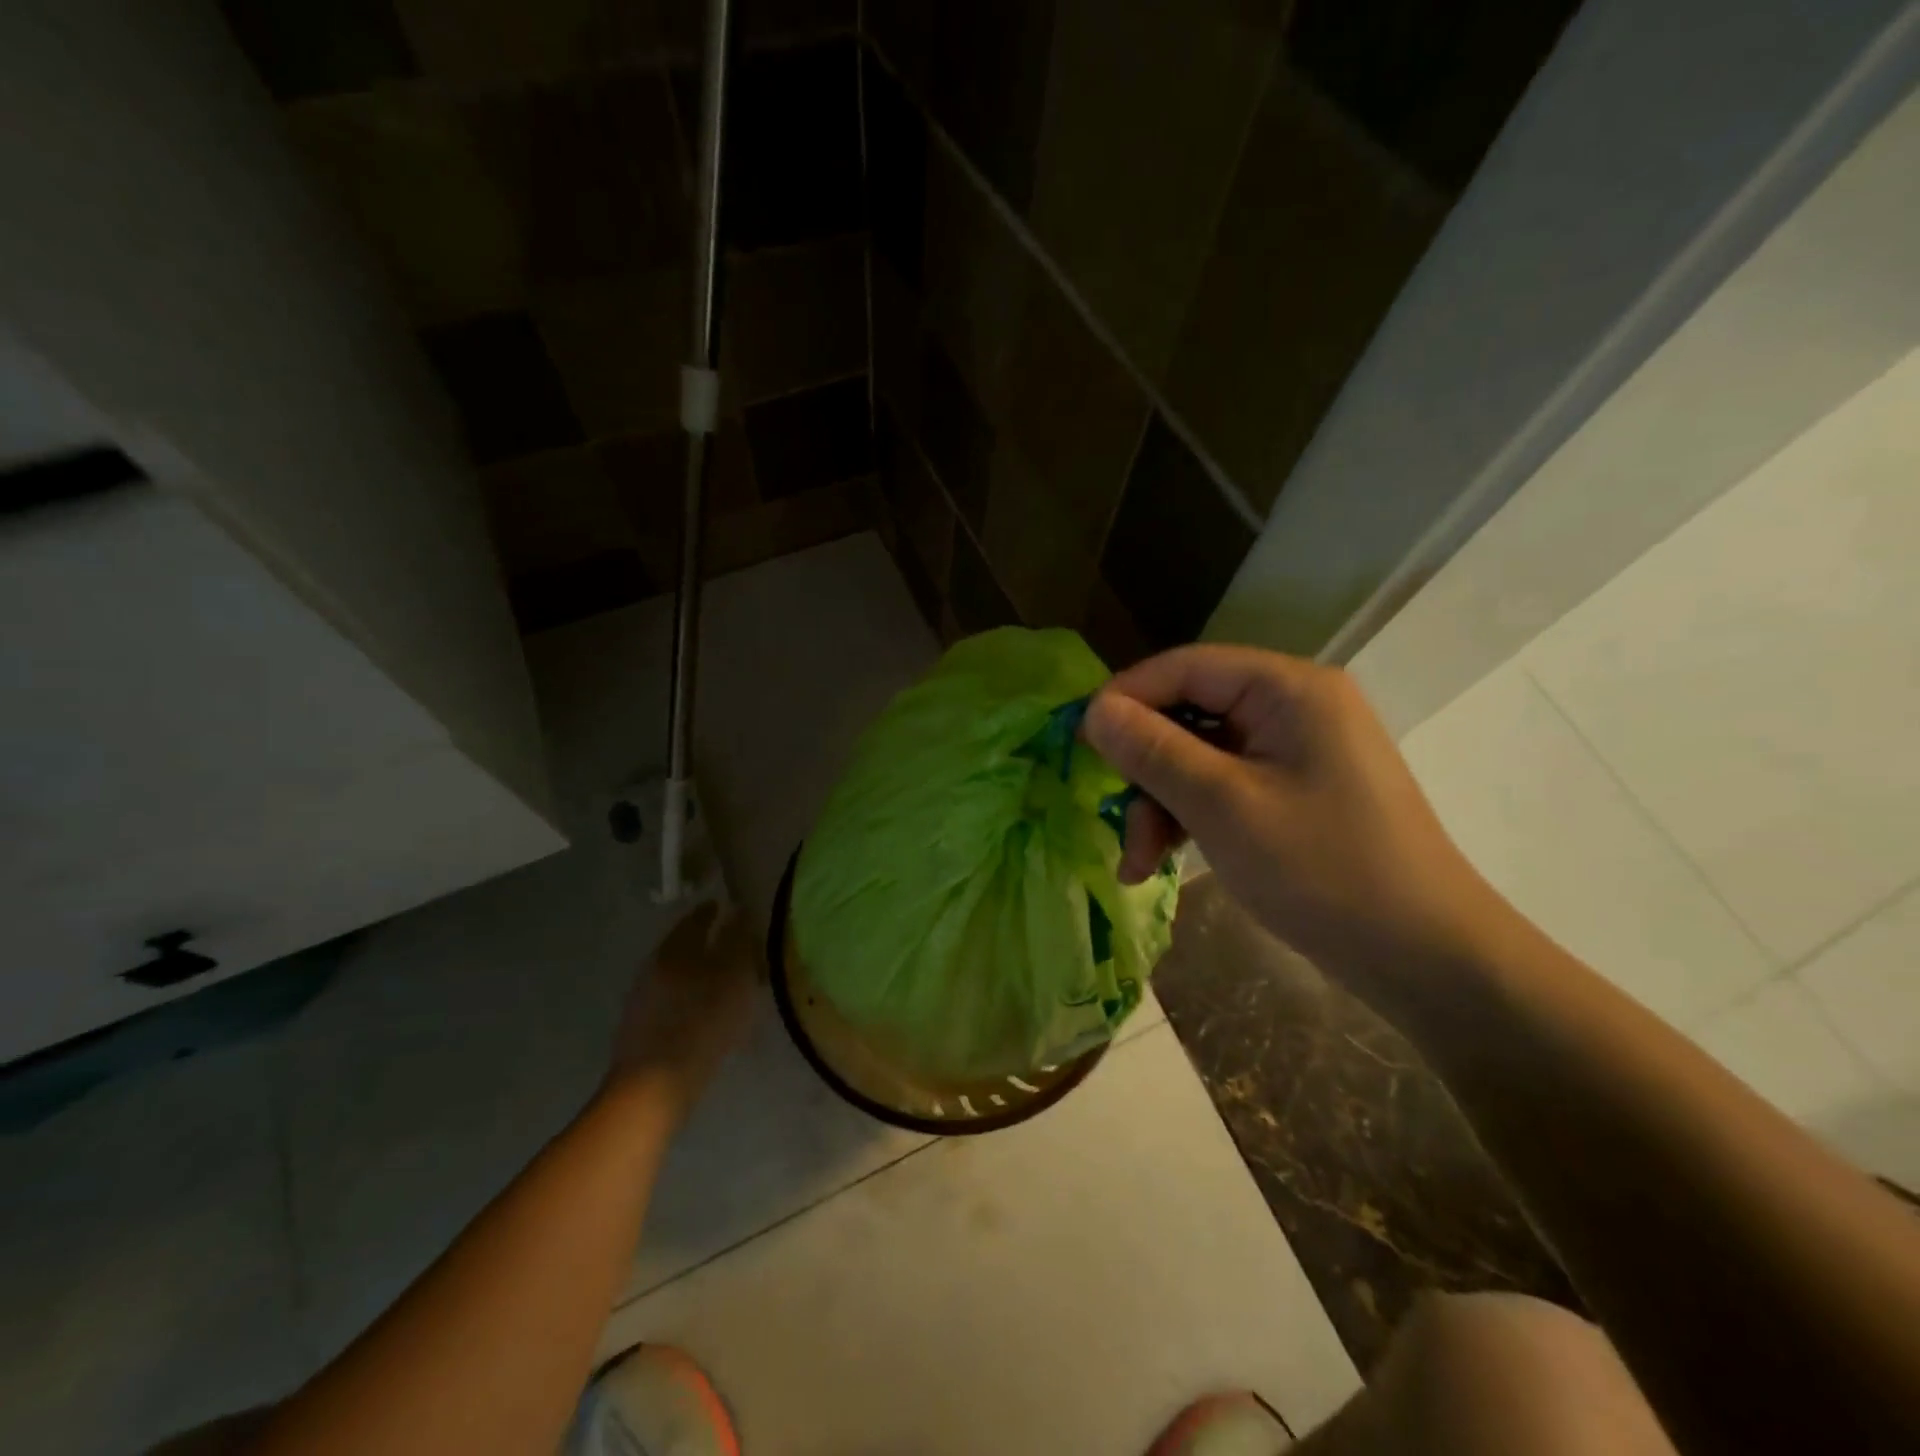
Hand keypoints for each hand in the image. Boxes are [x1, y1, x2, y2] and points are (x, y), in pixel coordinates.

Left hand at [607, 902, 760, 1123]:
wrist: (654, 1087)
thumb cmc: (702, 1022)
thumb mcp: (733, 976)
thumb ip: (737, 941)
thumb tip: (738, 911)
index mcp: (675, 949)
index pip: (695, 919)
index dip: (711, 911)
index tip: (726, 906)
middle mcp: (654, 967)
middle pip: (683, 946)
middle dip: (706, 941)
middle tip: (732, 943)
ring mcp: (643, 999)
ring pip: (677, 973)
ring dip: (699, 971)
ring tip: (724, 979)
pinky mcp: (641, 1028)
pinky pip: (672, 998)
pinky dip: (691, 995)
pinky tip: (706, 1009)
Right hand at [1083, 645, 1504, 989]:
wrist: (1423, 958)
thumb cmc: (1323, 871)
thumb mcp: (1223, 807)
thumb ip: (1153, 751)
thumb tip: (1092, 710)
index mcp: (1287, 689)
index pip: (1184, 668)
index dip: (1125, 699)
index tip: (1078, 742)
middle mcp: (1291, 706)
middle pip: (1187, 715)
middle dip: (1144, 771)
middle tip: (1115, 822)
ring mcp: (1294, 751)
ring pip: (1197, 756)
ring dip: (1160, 804)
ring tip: (1138, 863)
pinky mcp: (1292, 790)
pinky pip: (1222, 785)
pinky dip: (1188, 817)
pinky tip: (1162, 861)